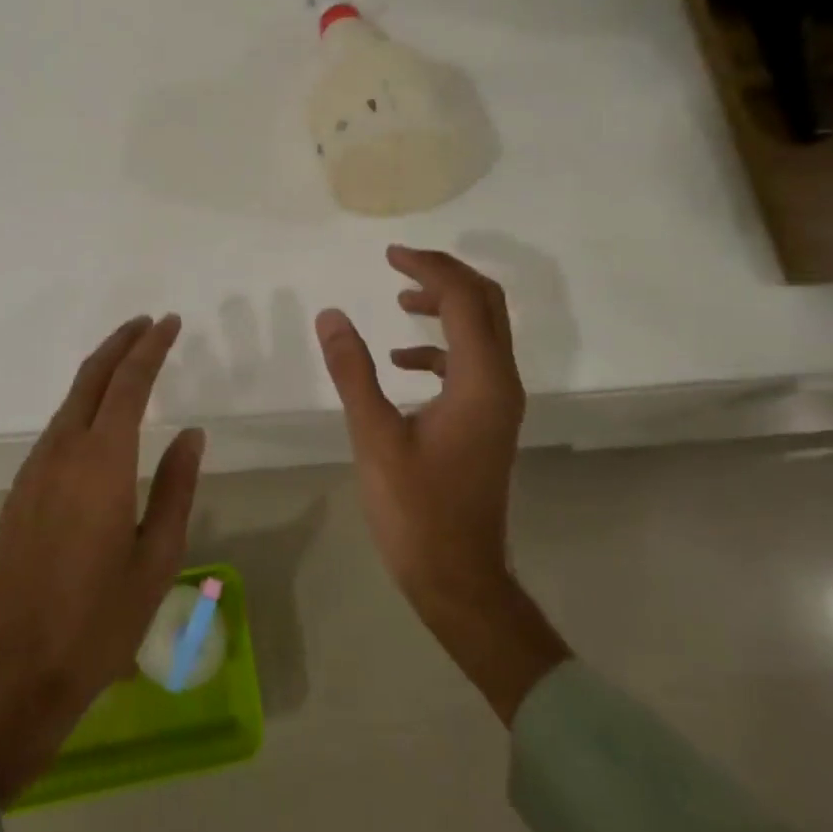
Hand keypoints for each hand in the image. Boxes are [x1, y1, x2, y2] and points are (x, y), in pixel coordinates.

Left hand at [0, 315, 203, 802]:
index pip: (128, 384)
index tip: (169, 323)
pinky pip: (55, 431)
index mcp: (101, 464)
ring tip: (128, 362)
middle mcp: (61, 454)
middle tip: (147, 325)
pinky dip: (81, 406)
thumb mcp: (156, 559)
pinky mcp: (18, 494)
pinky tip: (96, 418)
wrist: (11, 673)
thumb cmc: (98, 622)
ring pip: (68, 403)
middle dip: (119, 345)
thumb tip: (190, 434)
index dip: (150, 348)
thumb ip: (176, 488)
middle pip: (90, 380)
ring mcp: (33, 473)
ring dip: (98, 374)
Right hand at [315, 246, 568, 720]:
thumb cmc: (415, 510)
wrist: (457, 576)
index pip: (463, 300)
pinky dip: (440, 347)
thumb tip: (332, 315)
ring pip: (482, 332)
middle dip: (445, 276)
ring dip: (446, 307)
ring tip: (400, 300)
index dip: (428, 269)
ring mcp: (498, 404)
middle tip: (400, 263)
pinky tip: (402, 361)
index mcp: (481, 381)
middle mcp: (501, 383)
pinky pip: (471, 363)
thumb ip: (354, 371)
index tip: (389, 255)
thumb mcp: (375, 437)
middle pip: (486, 305)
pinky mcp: (487, 421)